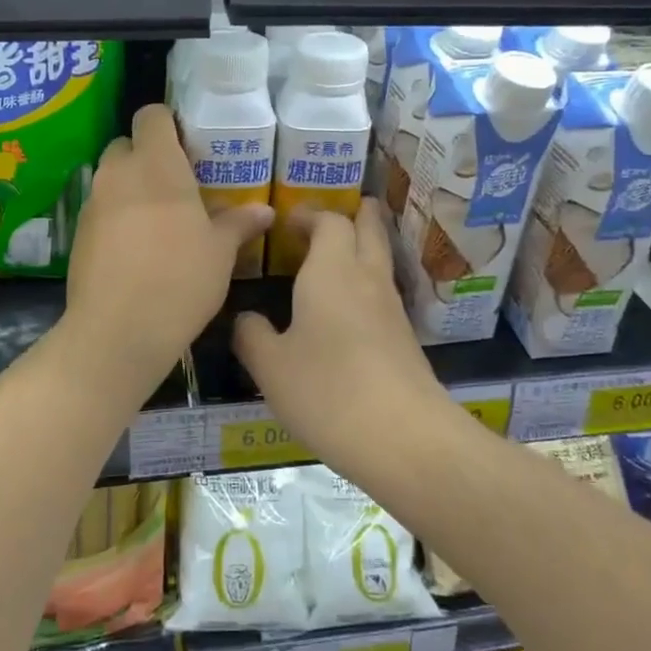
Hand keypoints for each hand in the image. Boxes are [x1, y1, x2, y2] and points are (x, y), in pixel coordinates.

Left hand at [64, 104, 271, 396]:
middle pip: (127, 145)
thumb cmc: (180, 279)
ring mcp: (92, 203)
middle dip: (148, 157)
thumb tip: (265, 211)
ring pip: (111, 178)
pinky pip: (100, 210)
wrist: (118, 331)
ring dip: (131, 188)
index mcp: (156, 164)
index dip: (168, 124)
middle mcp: (118, 173)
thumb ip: (239, 223)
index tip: (189, 147)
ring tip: (159, 220)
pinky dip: (116, 217)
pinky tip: (136, 249)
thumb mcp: (220, 252)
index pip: (151, 115)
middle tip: (178, 185)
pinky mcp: (77, 234)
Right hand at [232, 200, 445, 452]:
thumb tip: (246, 319)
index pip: (329, 222)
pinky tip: (349, 307)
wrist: (404, 437)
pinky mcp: (405, 338)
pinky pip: (383, 292)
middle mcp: (366, 278)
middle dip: (356, 214)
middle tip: (336, 213)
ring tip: (338, 254)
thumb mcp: (271, 367)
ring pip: (380, 259)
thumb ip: (251, 335)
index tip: (289, 220)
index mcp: (331, 271)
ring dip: (364, 246)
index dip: (311, 215)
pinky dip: (367, 282)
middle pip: (369, 228)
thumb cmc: (327, 391)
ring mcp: (392, 308)